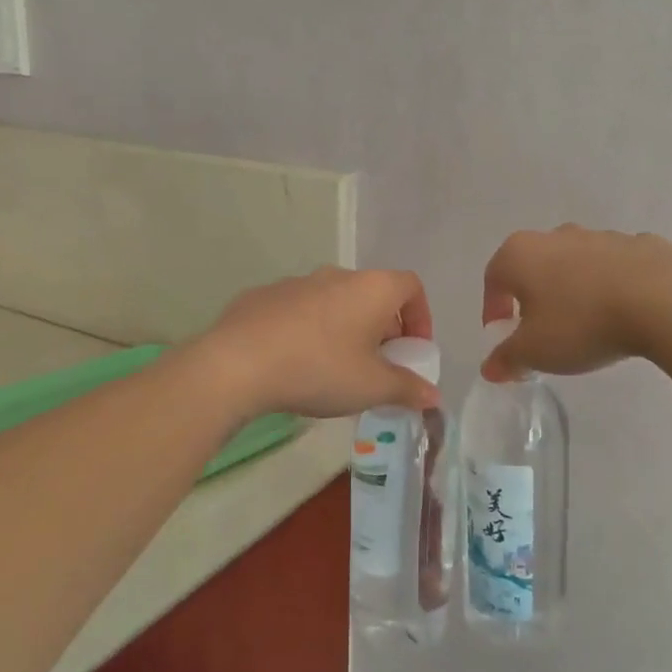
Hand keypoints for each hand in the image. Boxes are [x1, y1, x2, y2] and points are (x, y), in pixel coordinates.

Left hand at [197, 267, 439, 418]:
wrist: (238, 363)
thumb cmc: (320, 369)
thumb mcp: (372, 387)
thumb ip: (407, 389)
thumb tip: (433, 396)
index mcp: (372, 288)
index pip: (411, 286)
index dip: (420, 316)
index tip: (413, 350)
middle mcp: (337, 275)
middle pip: (372, 295)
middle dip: (382, 329)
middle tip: (377, 366)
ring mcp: (297, 282)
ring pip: (334, 302)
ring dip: (344, 329)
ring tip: (335, 368)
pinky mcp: (263, 296)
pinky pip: (298, 311)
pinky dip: (308, 331)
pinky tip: (294, 363)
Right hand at [480, 225, 671, 380]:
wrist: (661, 301)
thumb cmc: (581, 323)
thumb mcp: (535, 351)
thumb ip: (507, 358)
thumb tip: (490, 368)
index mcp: (521, 254)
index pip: (493, 279)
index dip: (493, 309)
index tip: (504, 335)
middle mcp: (556, 236)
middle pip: (534, 266)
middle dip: (533, 296)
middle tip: (542, 330)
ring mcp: (601, 236)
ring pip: (576, 263)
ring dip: (574, 288)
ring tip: (587, 323)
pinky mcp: (640, 244)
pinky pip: (616, 266)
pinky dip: (613, 284)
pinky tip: (625, 311)